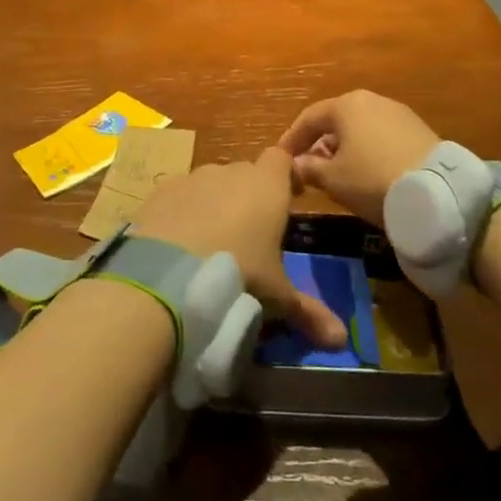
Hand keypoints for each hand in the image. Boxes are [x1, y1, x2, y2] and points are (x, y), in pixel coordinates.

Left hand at [133, 150, 346, 347]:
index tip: (290, 198)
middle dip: (249, 195)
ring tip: (212, 242)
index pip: (281, 159)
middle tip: (251, 233)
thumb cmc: (238, 275)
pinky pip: (179, 196)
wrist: (168, 273)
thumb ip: (308, 312)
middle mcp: (228, 172)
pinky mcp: (160, 191)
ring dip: (214, 203)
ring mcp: (191, 178)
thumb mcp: (276, 297)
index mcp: (266, 186)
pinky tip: (179, 243)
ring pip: (209, 183)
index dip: (286, 176)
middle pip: (244, 173)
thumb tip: (341, 340)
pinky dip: (182, 212)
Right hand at [277, 91, 439, 223]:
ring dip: (345, 149)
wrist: (438, 193)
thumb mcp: (332, 179)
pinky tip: (367, 174)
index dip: (291, 139)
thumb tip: (296, 164)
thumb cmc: (372, 179)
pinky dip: (368, 152)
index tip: (282, 159)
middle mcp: (372, 100)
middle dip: (319, 145)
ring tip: (338, 174)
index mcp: (346, 104)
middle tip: (310, 169)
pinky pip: (382, 137)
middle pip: (336, 122)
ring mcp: (399, 114)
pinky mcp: (420, 131)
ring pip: (360, 130)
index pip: (308, 118)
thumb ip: (308, 168)